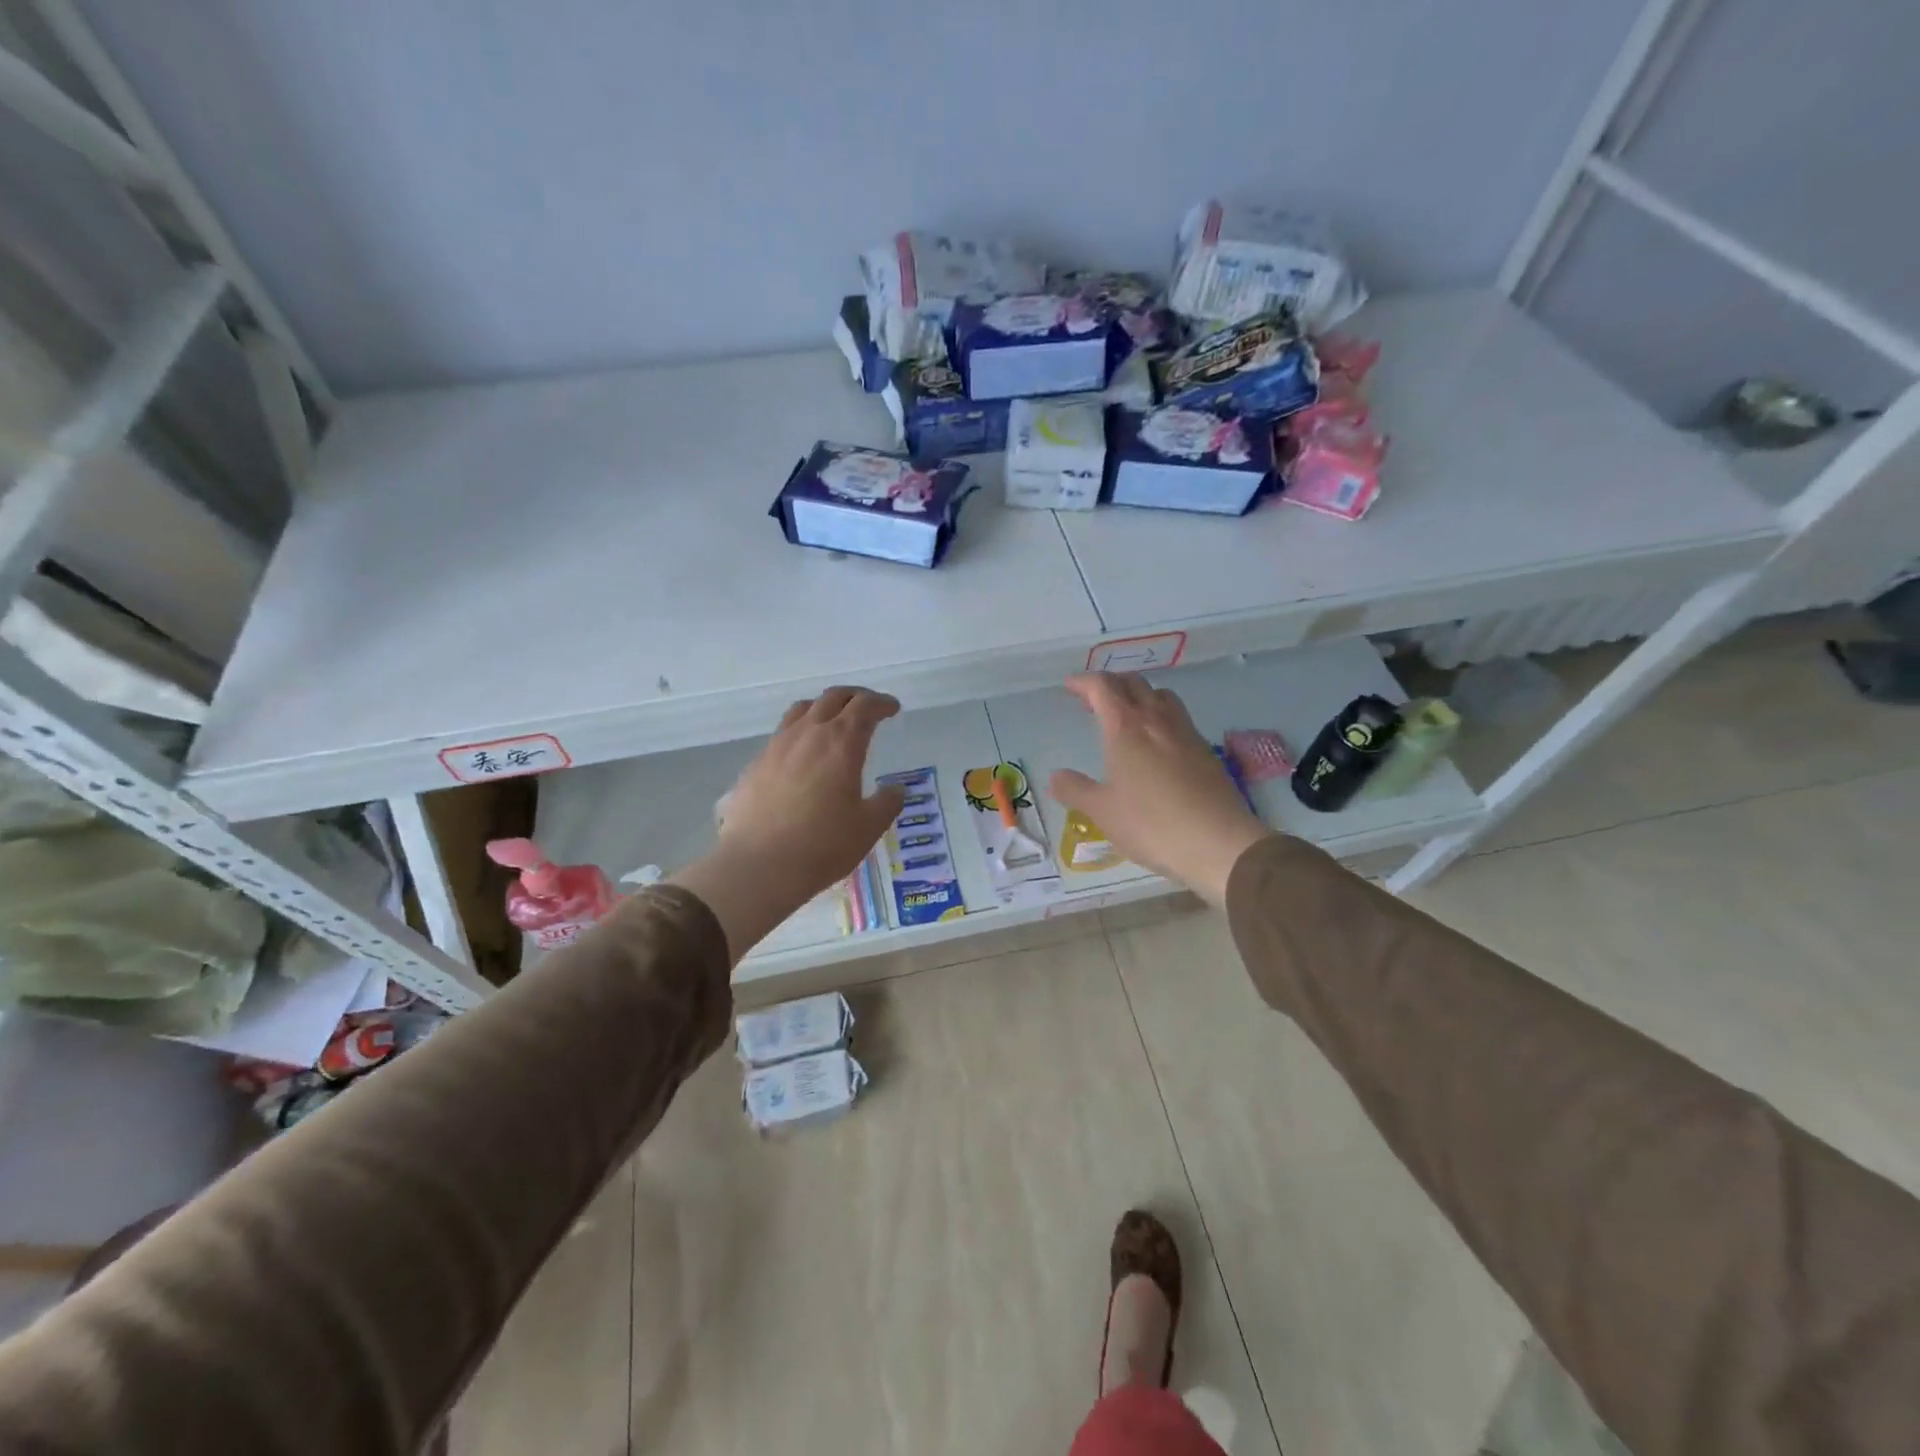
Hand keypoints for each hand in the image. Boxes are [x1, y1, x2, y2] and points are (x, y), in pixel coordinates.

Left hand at [671, 687, 904, 959]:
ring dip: (824, 707)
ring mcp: (777, 746)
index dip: (882, 703)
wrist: (758, 865)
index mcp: (842, 743)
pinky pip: (782, 733)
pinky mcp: (756, 764)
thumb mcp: (868, 828)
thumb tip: (895, 789)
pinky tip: (802, 754)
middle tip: (868, 707)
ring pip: (802, 709)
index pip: (865, 706)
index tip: (892, 708)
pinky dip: (800, 731)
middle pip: (833, 698)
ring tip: (833, 721)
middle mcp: (808, 734)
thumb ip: (887, 803)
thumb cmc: (822, 845)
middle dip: (855, 697)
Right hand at [1048, 673, 1268, 906]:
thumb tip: (1055, 777)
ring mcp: (1185, 733)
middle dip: (1110, 684)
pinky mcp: (1205, 751)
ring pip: (1161, 695)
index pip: (1102, 687)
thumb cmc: (1151, 824)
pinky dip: (1160, 716)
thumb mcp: (1102, 811)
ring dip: (1139, 695)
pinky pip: (1178, 718)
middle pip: (1133, 683)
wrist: (1218, 843)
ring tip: (1126, 715)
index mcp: (1125, 727)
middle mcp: (1157, 720)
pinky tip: (1157, 743)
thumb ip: (1075, 790)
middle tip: (1093, 701)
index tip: (1069, 687)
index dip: (1083, 682)